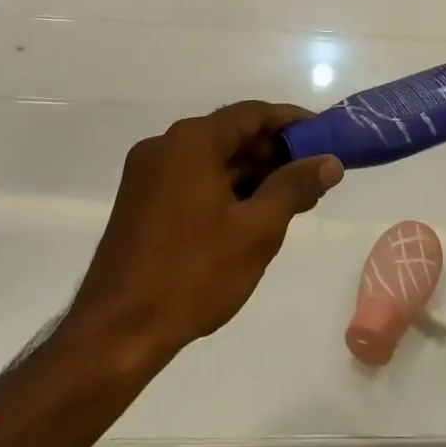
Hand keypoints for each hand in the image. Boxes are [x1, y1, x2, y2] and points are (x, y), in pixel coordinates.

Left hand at [67, 102, 343, 364]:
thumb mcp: (256, 230)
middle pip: (231, 133)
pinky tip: (248, 215)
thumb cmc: (192, 274)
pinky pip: (191, 177)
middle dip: (273, 152)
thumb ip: (294, 187)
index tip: (325, 136)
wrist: (116, 333)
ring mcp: (146, 172)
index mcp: (192, 141)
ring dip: (250, 173)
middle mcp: (165, 145)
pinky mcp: (138, 199)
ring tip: (288, 200)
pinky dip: (223, 187)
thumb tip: (329, 162)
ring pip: (211, 158)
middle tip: (312, 176)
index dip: (293, 122)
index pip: (253, 114)